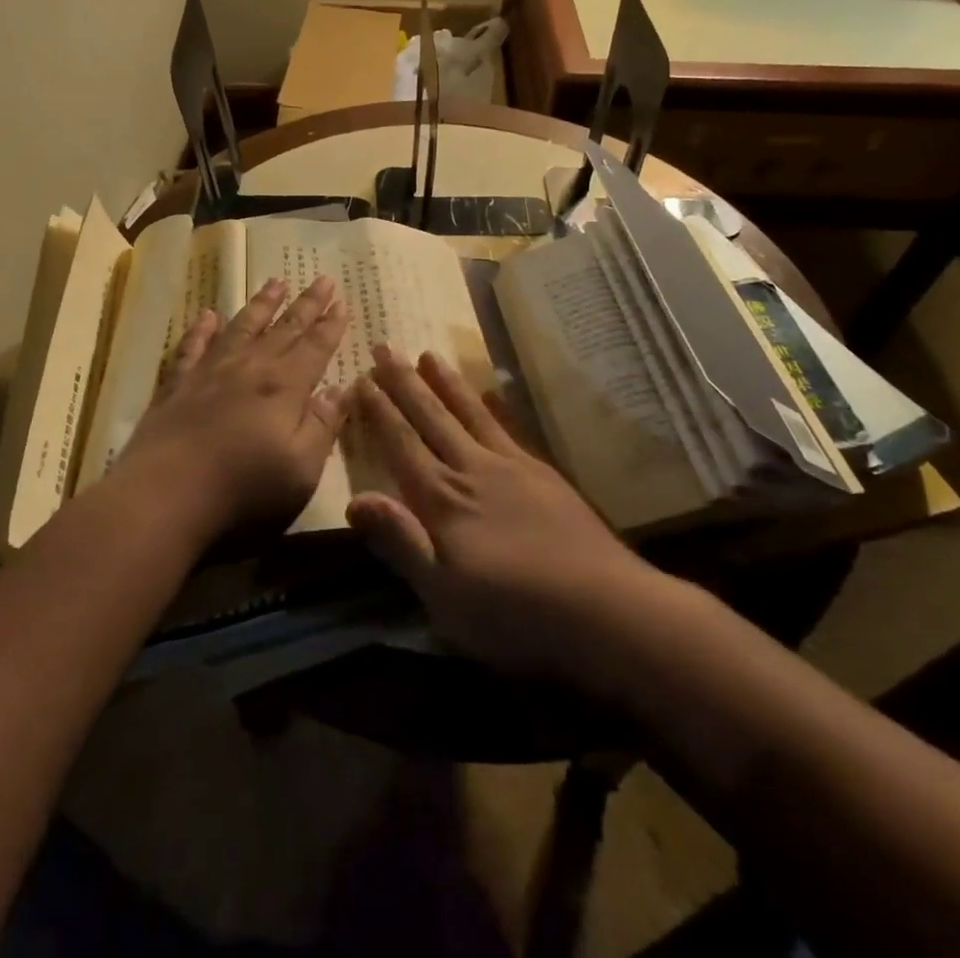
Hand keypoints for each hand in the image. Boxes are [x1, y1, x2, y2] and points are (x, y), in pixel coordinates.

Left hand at [115, 277, 349, 538]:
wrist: (165, 494)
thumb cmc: (244, 488)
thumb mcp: (302, 469)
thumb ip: (323, 426)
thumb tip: (340, 390)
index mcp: (285, 386)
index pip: (315, 347)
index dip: (331, 325)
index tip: (342, 301)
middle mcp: (250, 368)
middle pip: (284, 329)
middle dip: (306, 304)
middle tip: (322, 279)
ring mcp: (210, 372)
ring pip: (241, 327)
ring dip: (261, 305)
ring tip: (275, 283)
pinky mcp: (177, 385)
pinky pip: (192, 346)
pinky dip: (201, 329)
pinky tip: (206, 315)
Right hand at [348, 346, 643, 680]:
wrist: (605, 609)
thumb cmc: (514, 614)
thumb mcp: (443, 595)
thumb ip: (400, 541)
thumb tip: (354, 499)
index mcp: (442, 499)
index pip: (401, 444)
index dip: (379, 411)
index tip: (362, 377)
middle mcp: (473, 469)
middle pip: (431, 417)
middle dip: (403, 382)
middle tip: (384, 346)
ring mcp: (512, 467)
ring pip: (470, 412)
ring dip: (445, 382)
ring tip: (428, 354)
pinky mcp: (544, 474)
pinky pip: (510, 428)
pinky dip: (495, 405)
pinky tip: (492, 391)